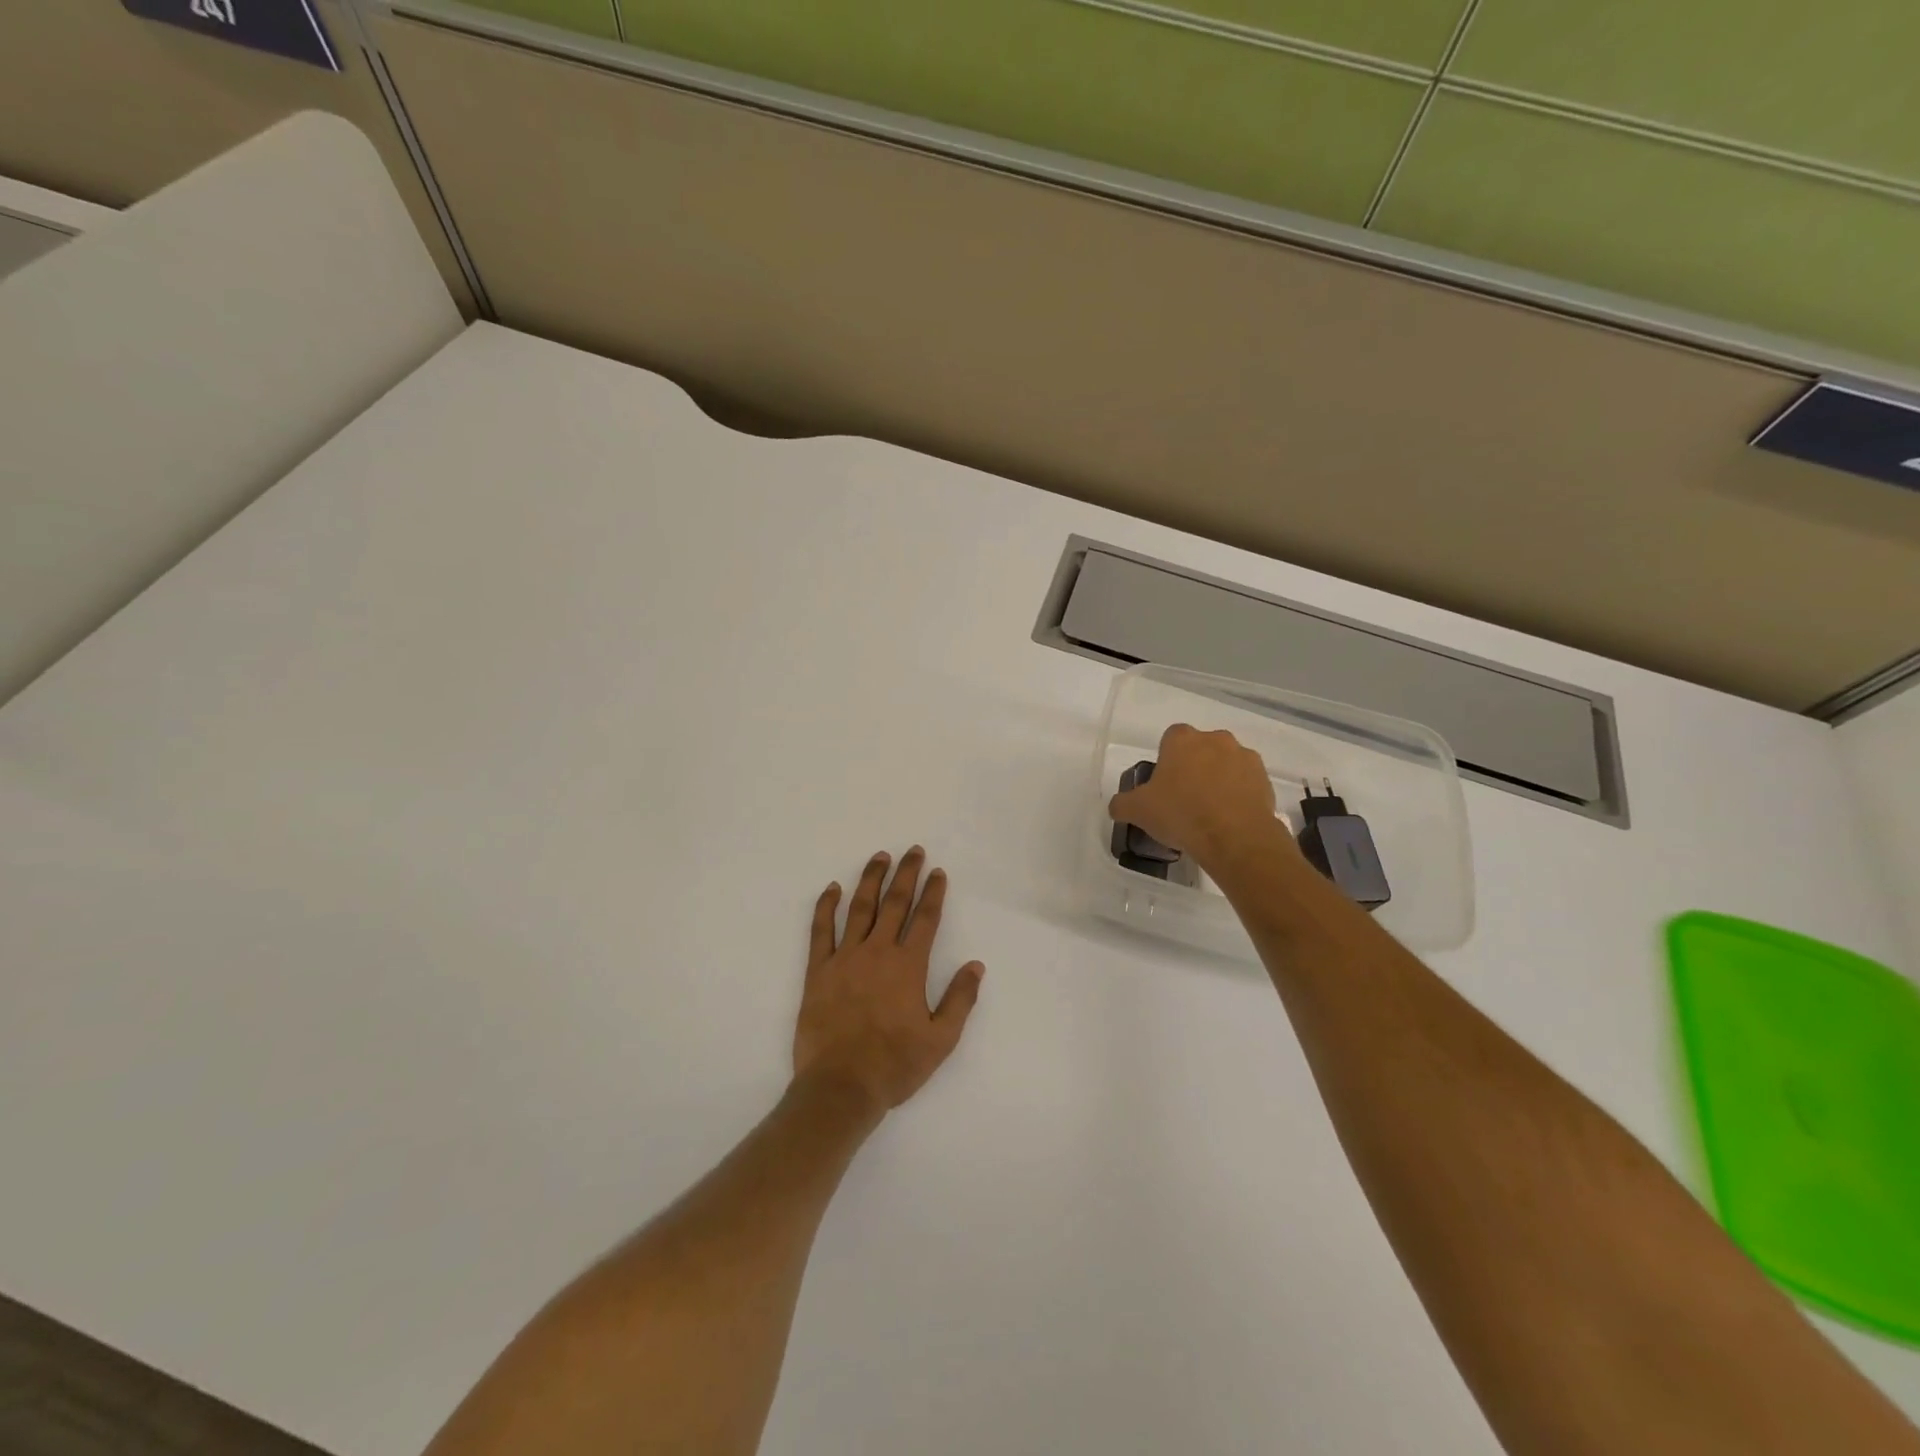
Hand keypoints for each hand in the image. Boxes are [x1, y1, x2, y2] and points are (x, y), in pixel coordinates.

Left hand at [794, 847, 984, 1113]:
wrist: (841, 1086)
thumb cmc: (895, 1065)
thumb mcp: (941, 1040)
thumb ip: (960, 999)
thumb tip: (976, 965)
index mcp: (909, 966)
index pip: (925, 919)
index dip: (933, 893)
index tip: (938, 872)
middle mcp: (878, 952)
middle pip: (894, 903)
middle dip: (906, 875)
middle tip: (914, 851)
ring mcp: (845, 958)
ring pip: (859, 908)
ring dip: (871, 879)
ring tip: (880, 857)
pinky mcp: (818, 970)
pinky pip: (821, 930)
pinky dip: (826, 906)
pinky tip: (832, 888)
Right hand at [1108, 724, 1291, 869]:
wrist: (1234, 837)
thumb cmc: (1180, 814)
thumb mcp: (1138, 811)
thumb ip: (1122, 804)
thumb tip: (1118, 806)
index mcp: (1182, 739)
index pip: (1170, 738)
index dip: (1166, 760)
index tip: (1163, 784)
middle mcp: (1215, 739)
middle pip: (1200, 749)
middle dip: (1194, 767)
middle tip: (1184, 799)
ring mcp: (1244, 757)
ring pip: (1226, 764)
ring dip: (1218, 780)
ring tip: (1210, 813)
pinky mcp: (1265, 779)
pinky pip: (1246, 783)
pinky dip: (1238, 795)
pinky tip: (1229, 819)